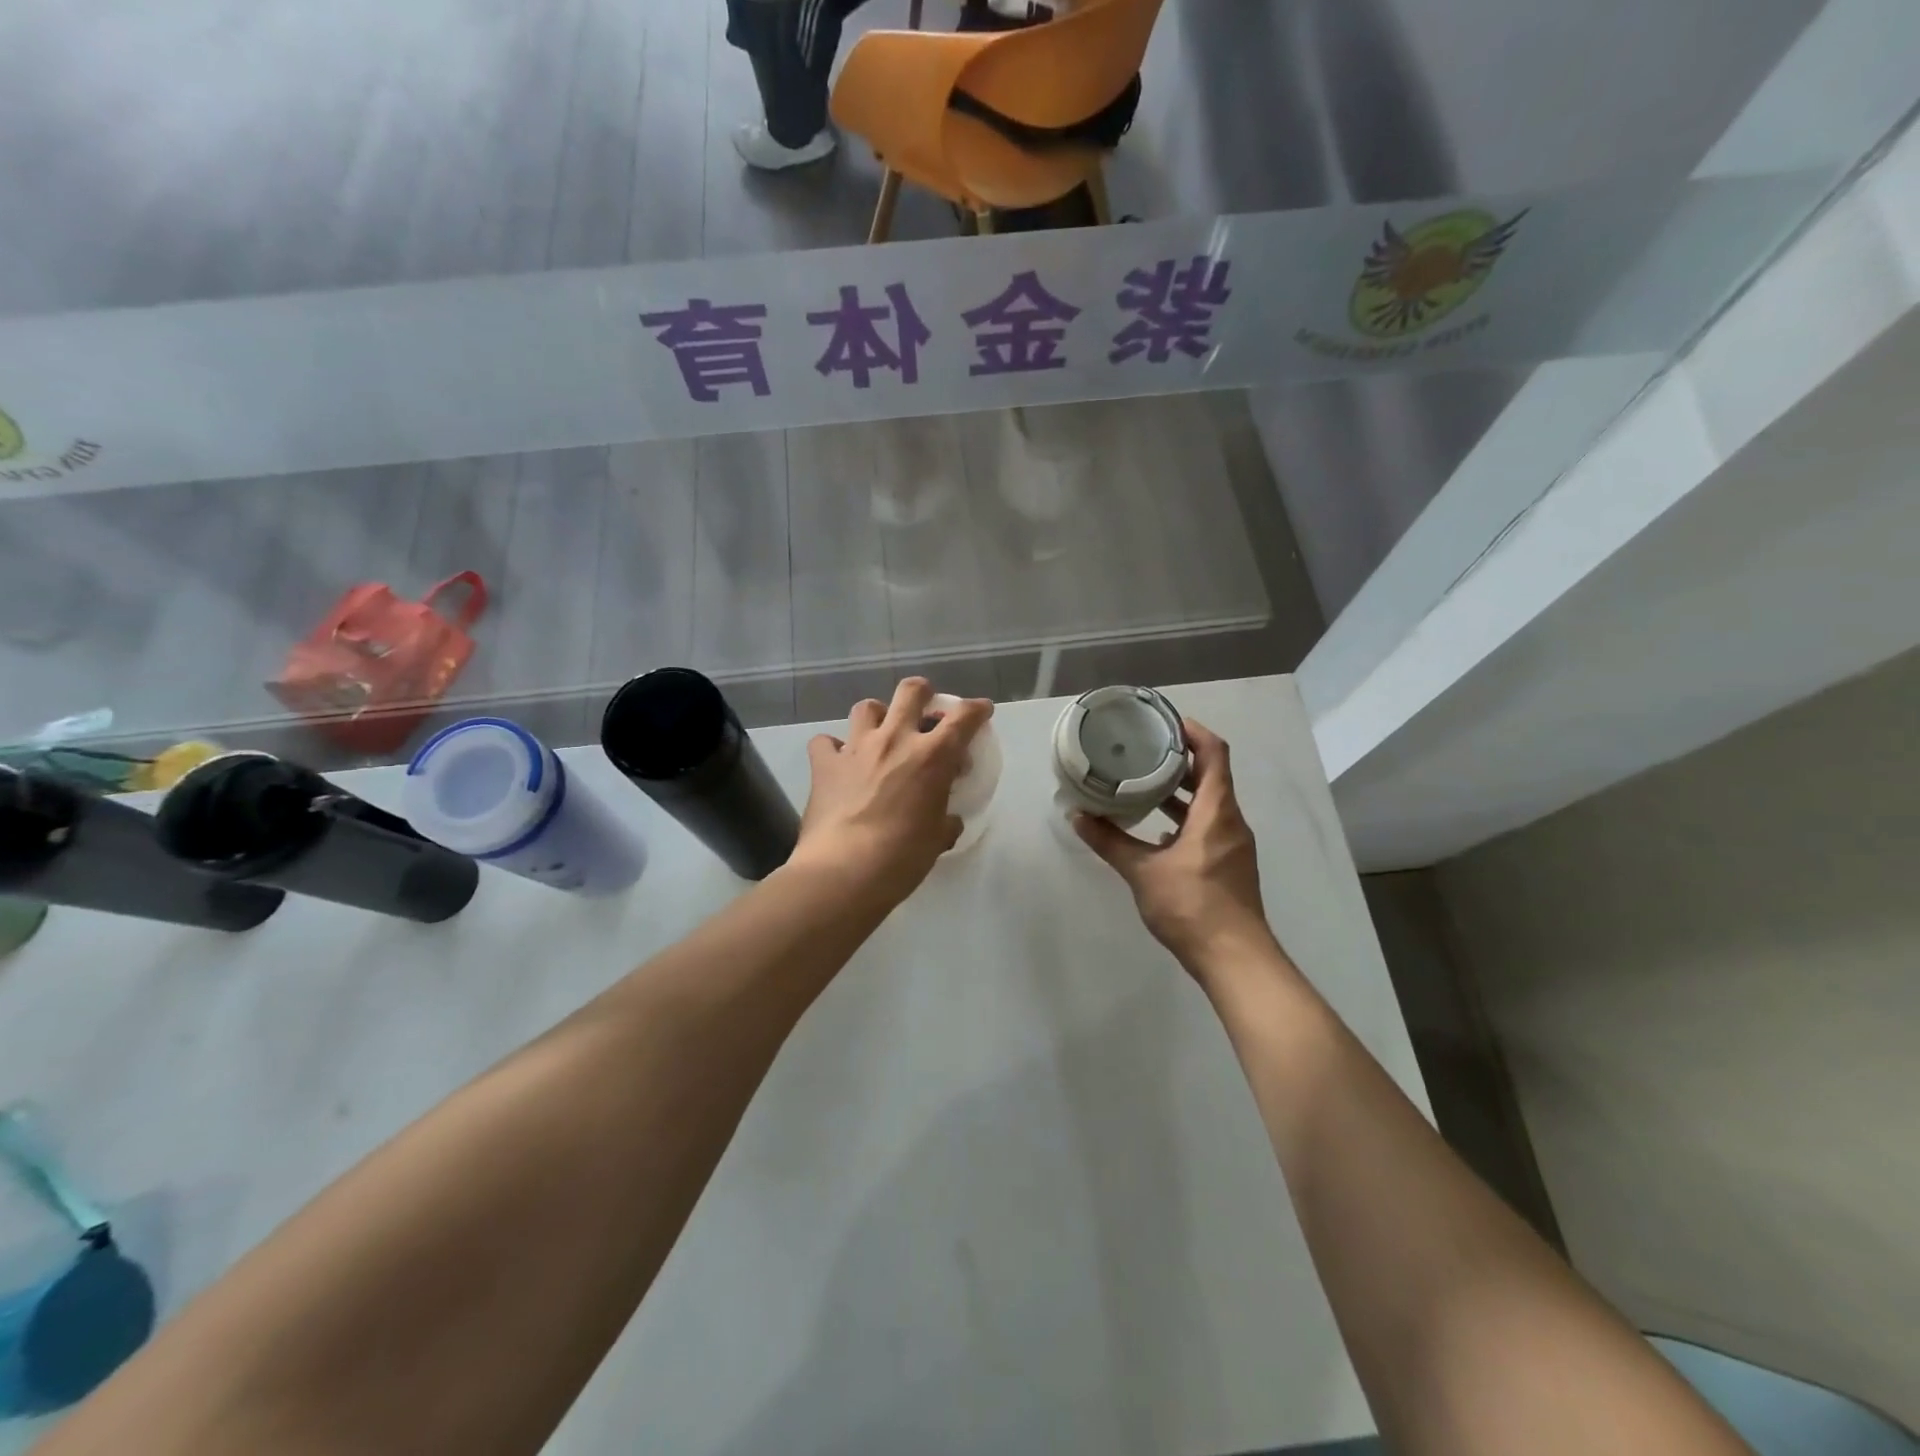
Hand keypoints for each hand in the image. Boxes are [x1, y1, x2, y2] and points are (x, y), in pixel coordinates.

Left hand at [793, 678, 991, 908]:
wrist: (845, 870)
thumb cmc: (902, 857)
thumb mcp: (938, 839)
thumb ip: (946, 821)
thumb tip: (947, 820)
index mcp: (932, 757)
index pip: (964, 718)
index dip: (977, 709)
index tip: (981, 710)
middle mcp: (895, 740)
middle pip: (911, 691)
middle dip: (922, 692)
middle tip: (925, 708)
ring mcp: (856, 748)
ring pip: (867, 707)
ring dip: (877, 715)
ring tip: (880, 732)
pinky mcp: (825, 764)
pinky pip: (825, 742)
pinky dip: (832, 748)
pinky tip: (838, 762)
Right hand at [1073, 719, 1278, 982]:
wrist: (1235, 959)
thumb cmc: (1192, 907)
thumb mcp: (1144, 872)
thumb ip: (1110, 841)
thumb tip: (1077, 815)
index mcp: (1216, 812)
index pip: (1214, 754)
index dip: (1193, 732)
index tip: (1164, 721)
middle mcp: (1230, 821)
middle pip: (1211, 776)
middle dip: (1179, 760)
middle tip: (1143, 750)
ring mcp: (1233, 845)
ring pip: (1209, 803)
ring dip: (1180, 791)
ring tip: (1143, 784)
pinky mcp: (1229, 864)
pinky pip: (1208, 826)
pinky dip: (1184, 817)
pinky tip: (1156, 830)